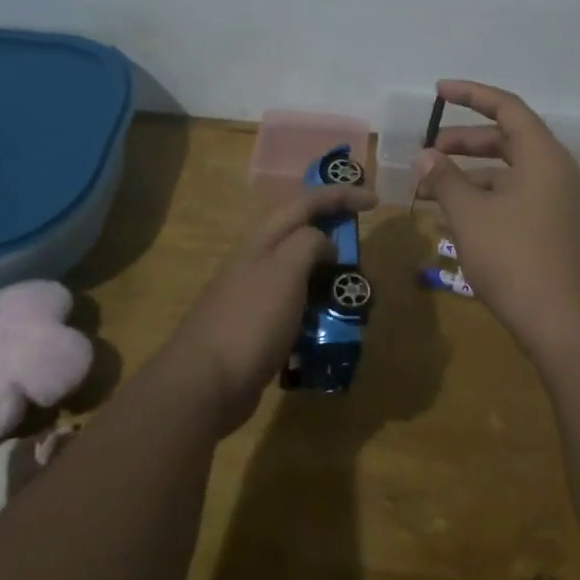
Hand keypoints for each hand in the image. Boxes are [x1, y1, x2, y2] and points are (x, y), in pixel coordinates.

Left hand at [167, 183, 375, 430]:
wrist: (205, 384)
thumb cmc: (250, 320)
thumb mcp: (286, 271)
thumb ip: (309, 245)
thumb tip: (325, 244)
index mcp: (263, 240)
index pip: (306, 203)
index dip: (341, 196)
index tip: (374, 202)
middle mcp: (257, 260)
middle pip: (301, 233)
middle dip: (334, 233)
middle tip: (362, 246)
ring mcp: (255, 295)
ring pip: (299, 272)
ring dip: (328, 275)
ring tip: (352, 292)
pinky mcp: (258, 327)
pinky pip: (296, 307)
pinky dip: (317, 309)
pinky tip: (330, 327)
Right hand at [415, 80, 579, 357]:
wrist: (572, 328)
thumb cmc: (517, 260)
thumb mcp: (470, 216)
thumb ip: (446, 179)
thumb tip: (426, 155)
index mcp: (543, 156)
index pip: (506, 107)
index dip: (470, 94)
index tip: (438, 91)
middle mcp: (558, 172)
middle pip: (508, 140)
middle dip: (465, 143)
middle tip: (428, 154)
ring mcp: (563, 204)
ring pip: (512, 174)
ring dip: (473, 177)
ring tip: (433, 193)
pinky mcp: (561, 232)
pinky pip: (521, 199)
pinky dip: (489, 200)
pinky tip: (462, 221)